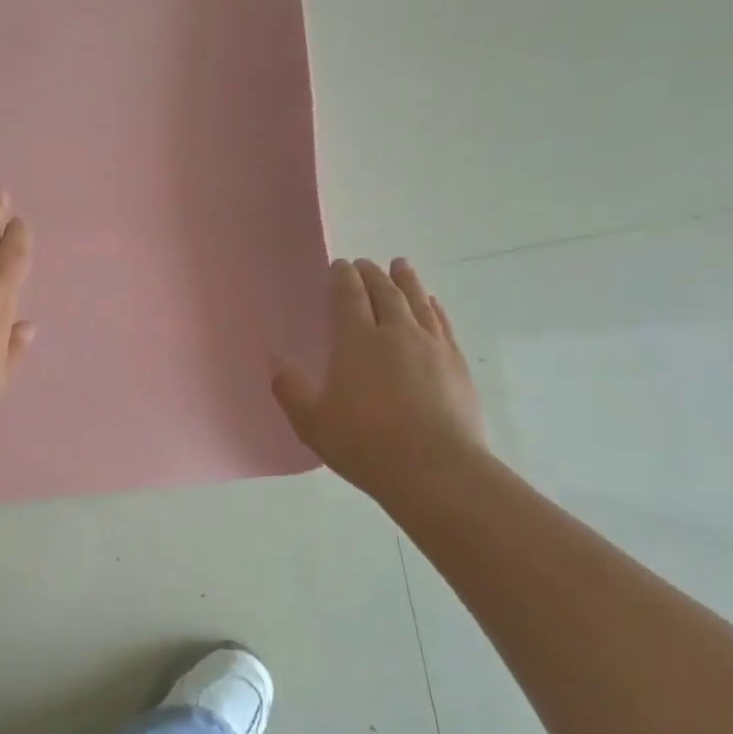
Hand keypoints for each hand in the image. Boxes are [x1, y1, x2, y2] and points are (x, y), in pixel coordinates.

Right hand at [271, 257, 487, 505]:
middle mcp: (396, 333)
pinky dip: (433, 307)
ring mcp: (431, 346)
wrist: (435, 469)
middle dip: (372, 274)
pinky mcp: (456, 364)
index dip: (342, 278)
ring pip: (417, 301)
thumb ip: (290, 388)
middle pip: (385, 292)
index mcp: (357, 342)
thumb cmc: (365, 444)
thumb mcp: (311, 422)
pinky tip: (431, 304)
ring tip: (401, 266)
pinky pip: (442, 323)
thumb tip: (276, 359)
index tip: (339, 265)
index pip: (349, 297)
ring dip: (406, 281)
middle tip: (365, 264)